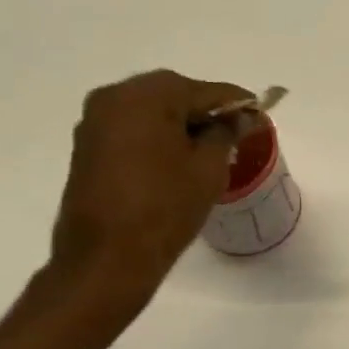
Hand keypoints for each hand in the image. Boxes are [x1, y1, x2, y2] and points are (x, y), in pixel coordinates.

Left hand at [48, 69, 253, 312]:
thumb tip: (242, 117)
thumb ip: (227, 133)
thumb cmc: (165, 207)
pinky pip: (132, 129)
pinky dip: (157, 136)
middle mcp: (113, 98)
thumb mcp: (208, 168)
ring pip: (150, 111)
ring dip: (180, 124)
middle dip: (205, 110)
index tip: (260, 112)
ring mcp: (95, 122)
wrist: (107, 258)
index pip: (204, 90)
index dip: (236, 102)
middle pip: (173, 94)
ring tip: (209, 149)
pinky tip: (177, 159)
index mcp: (145, 96)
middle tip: (236, 132)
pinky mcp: (88, 147)